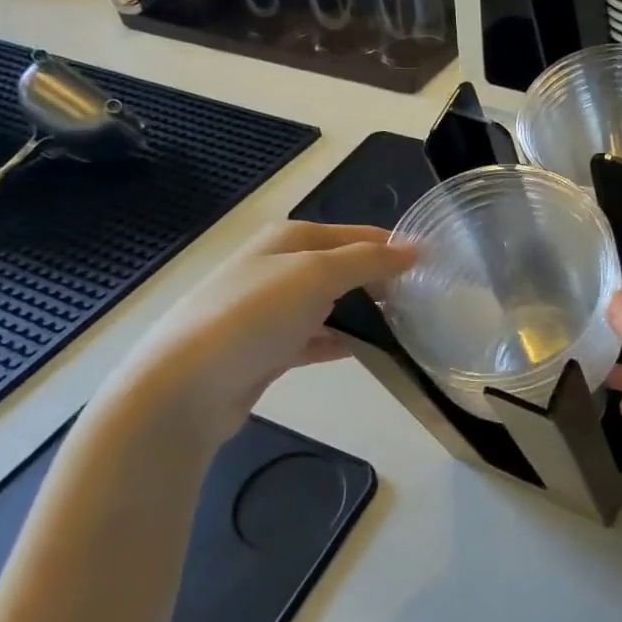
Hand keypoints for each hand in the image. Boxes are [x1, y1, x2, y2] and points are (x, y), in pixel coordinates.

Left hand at [97, 221, 414, 455]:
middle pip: (346, 267)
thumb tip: (417, 248)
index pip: (358, 234)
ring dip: (366, 313)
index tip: (437, 266)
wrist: (185, 387)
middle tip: (427, 301)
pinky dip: (343, 341)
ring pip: (333, 304)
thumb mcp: (318, 274)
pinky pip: (318, 338)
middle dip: (383, 281)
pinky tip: (371, 351)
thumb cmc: (254, 315)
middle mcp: (281, 266)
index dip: (396, 247)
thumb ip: (370, 260)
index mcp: (291, 238)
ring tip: (408, 327)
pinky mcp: (269, 348)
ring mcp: (272, 310)